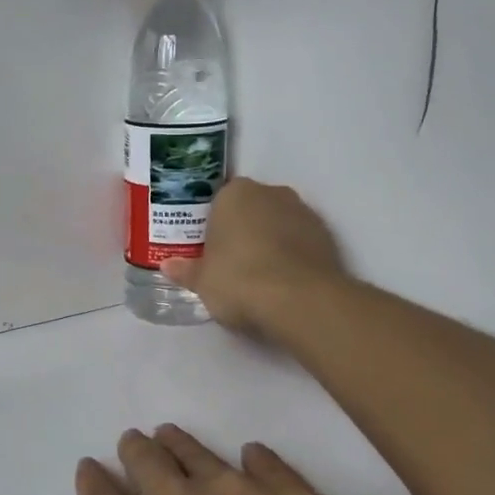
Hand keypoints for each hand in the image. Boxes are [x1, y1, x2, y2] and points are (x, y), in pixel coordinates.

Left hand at [63, 426, 446, 494]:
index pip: (278, 479)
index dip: (261, 466)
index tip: (245, 456)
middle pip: (206, 462)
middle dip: (191, 450)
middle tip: (172, 440)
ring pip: (152, 462)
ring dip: (145, 451)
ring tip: (134, 444)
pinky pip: (97, 490)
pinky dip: (94, 478)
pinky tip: (89, 473)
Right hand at [163, 179, 346, 336]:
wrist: (300, 300)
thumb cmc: (239, 279)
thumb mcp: (202, 281)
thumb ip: (186, 270)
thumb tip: (168, 266)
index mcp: (235, 193)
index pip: (218, 200)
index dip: (213, 223)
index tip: (208, 247)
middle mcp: (270, 193)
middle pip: (251, 208)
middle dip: (242, 228)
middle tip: (230, 260)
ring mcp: (303, 212)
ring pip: (278, 222)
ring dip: (270, 240)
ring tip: (259, 274)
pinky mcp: (326, 235)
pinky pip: (300, 240)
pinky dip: (292, 254)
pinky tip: (283, 280)